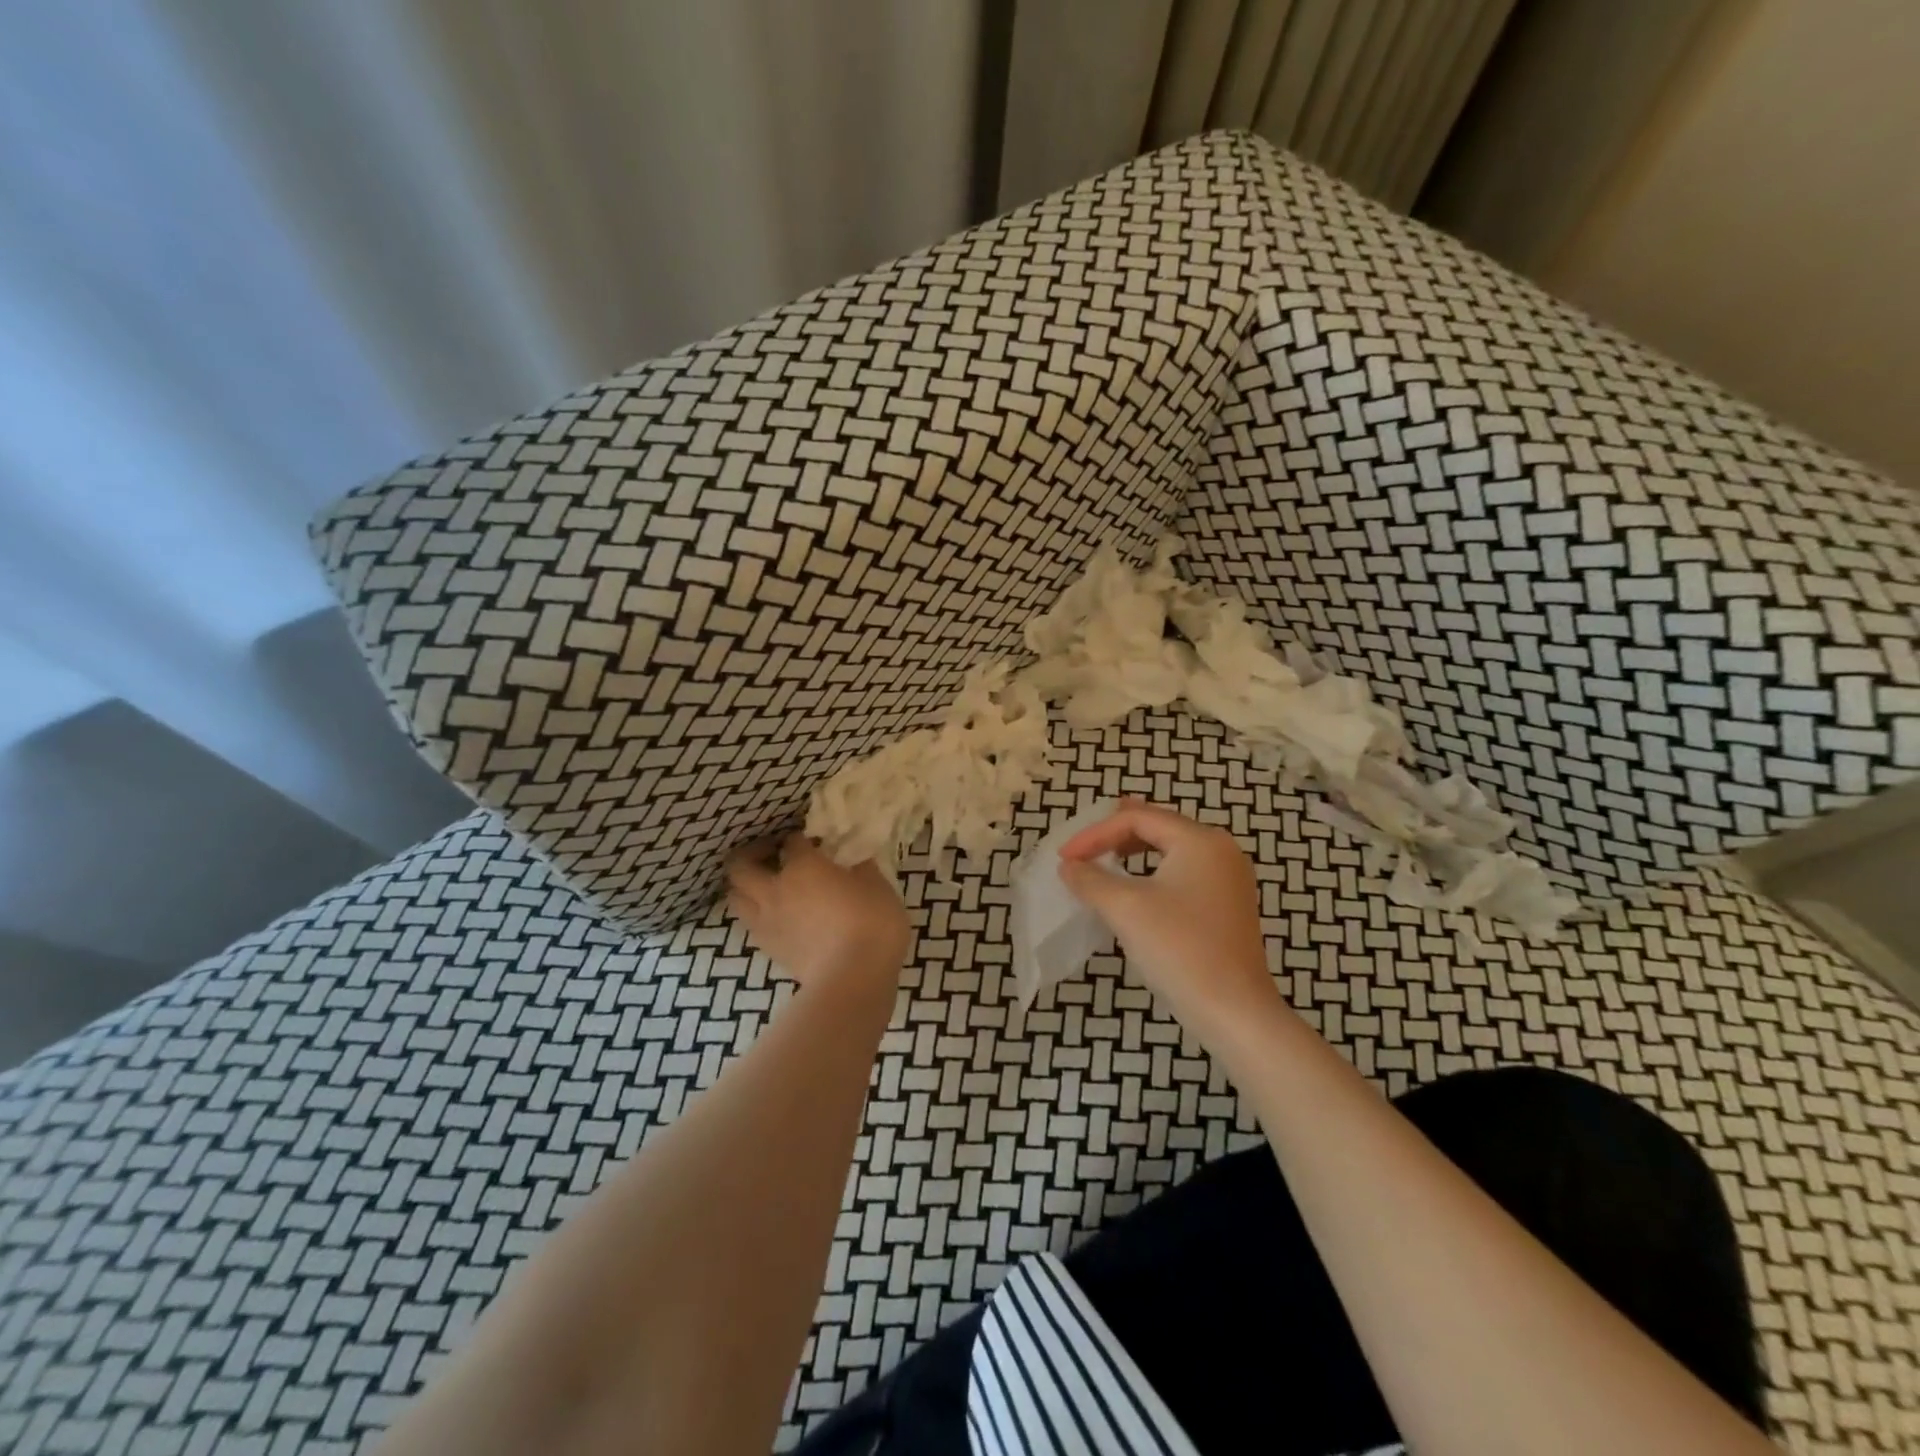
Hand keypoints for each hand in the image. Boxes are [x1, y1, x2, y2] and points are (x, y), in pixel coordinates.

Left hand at [726, 832, 910, 993]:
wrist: (853, 978)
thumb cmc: (871, 923)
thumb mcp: (877, 885)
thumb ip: (860, 866)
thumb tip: (854, 858)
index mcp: (802, 866)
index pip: (791, 841)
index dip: (800, 838)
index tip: (813, 840)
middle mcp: (775, 889)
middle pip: (740, 865)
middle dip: (751, 855)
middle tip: (771, 855)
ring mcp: (767, 921)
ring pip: (735, 896)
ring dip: (745, 886)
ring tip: (765, 886)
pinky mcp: (768, 949)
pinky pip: (750, 923)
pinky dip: (756, 914)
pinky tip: (776, 917)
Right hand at [1057, 799, 1283, 1046]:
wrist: (1233, 1011)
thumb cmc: (1179, 948)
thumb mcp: (1125, 908)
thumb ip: (1091, 879)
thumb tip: (1069, 866)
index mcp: (1200, 840)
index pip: (1138, 818)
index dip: (1095, 833)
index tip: (1065, 858)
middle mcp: (1220, 850)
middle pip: (1159, 827)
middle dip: (1117, 834)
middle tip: (1085, 843)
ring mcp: (1229, 879)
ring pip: (1172, 850)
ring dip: (1134, 853)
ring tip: (1105, 857)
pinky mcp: (1228, 906)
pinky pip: (1183, 873)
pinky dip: (1153, 873)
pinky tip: (1135, 888)